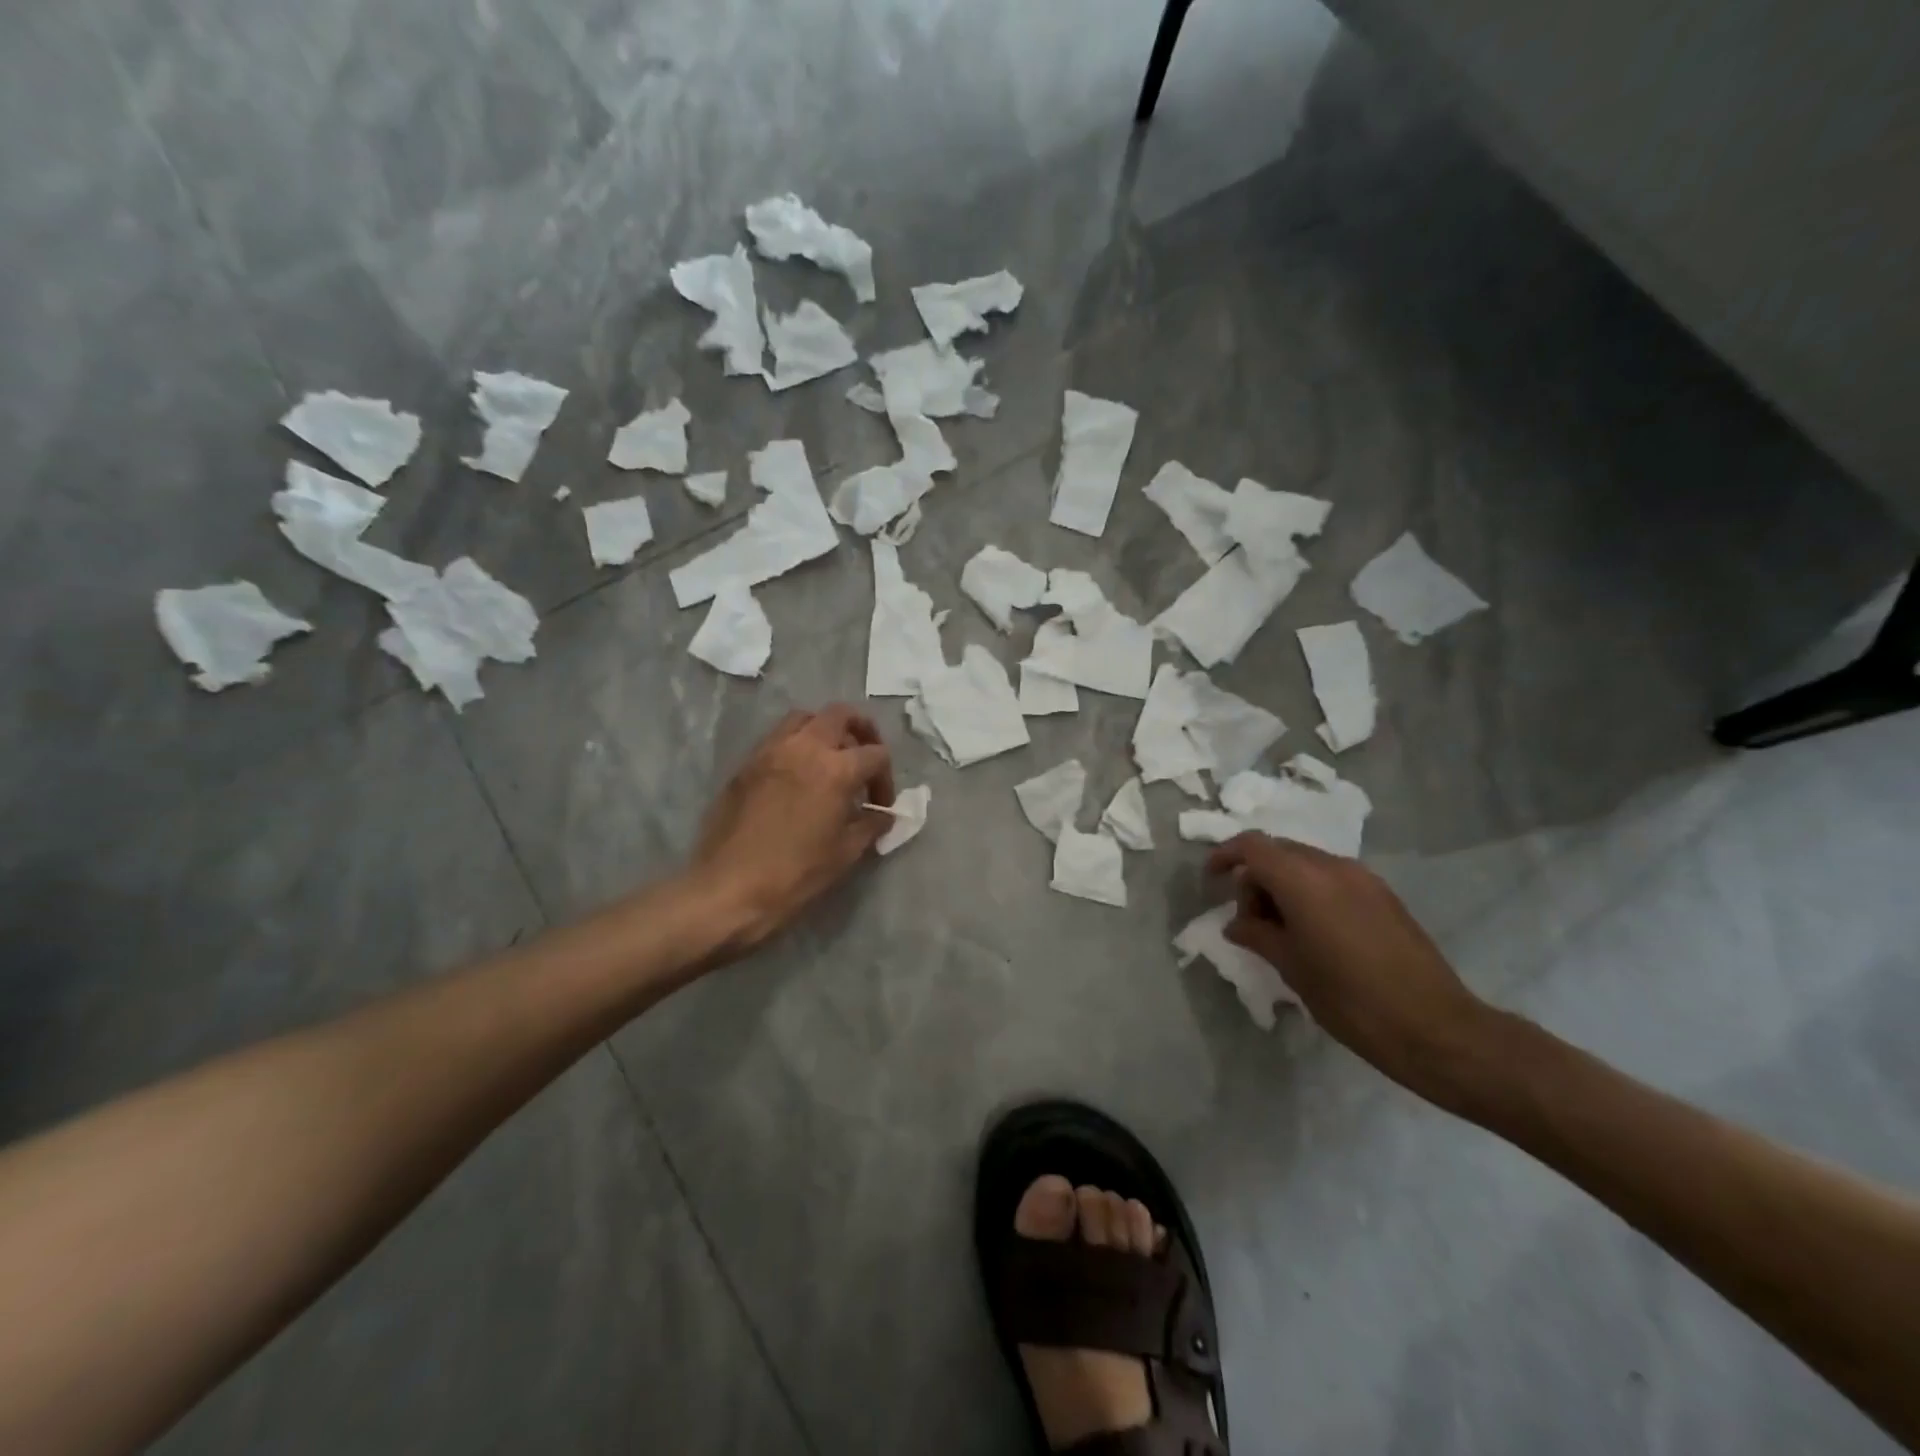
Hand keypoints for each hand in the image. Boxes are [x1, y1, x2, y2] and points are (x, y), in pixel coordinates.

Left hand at [689, 705, 895, 954]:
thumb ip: (871, 824)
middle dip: (861, 730)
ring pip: (805, 718)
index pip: (875, 754)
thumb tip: (884, 814)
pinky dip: (796, 744)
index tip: (880, 804)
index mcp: (835, 769)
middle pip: (841, 715)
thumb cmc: (795, 873)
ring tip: (830, 760)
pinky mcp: (747, 763)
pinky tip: (798, 775)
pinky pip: (778, 737)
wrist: (730, 887)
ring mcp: (771, 751)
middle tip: (864, 758)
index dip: (885, 778)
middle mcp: (804, 747)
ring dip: (824, 730)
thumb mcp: (845, 852)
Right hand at [1207, 833, 1495, 1107]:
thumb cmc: (1350, 999)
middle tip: (1249, 921)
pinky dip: (1310, 893)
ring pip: (1306, 864)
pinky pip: (1332, 879)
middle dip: (1255, 877)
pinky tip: (1314, 933)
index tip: (1211, 881)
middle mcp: (1333, 867)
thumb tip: (1236, 924)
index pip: (1253, 846)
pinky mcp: (1383, 896)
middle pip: (1279, 852)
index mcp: (1304, 880)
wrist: (1435, 1028)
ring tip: (1281, 931)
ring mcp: (1363, 879)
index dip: (1225, 856)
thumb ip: (1257, 934)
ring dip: (1283, 886)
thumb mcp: (1291, 967)